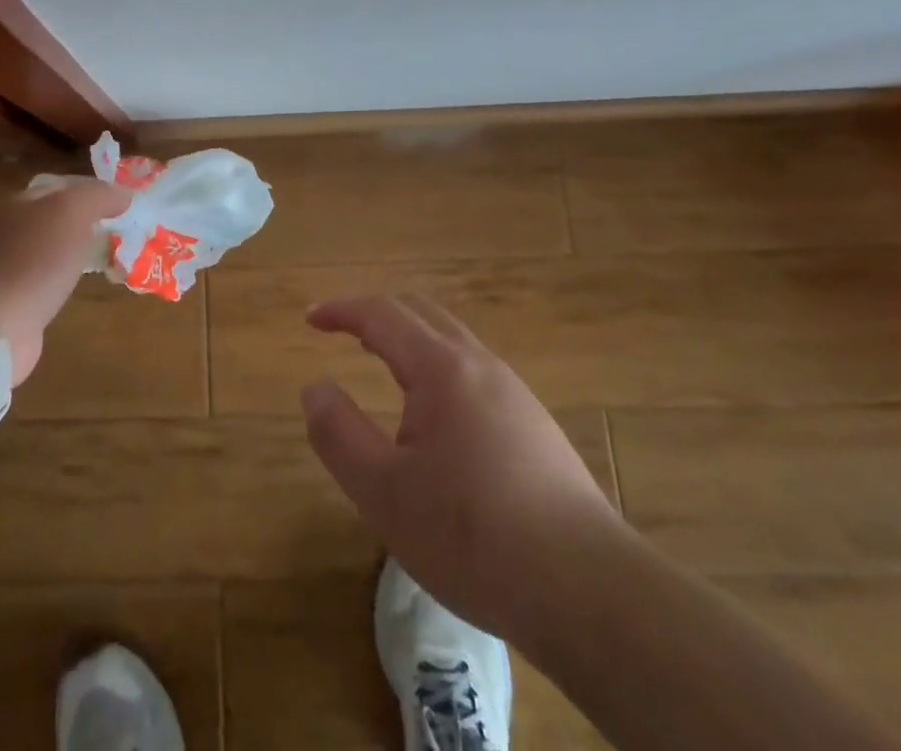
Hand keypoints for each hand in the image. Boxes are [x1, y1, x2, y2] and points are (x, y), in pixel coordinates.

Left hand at [0, 177, 128, 384]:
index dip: (94, 191)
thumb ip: (99, 196)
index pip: (64, 186)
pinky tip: (77, 288)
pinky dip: (63, 280)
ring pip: (50, 249)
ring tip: (106, 258)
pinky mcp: (10, 300)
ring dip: (75, 252)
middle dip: (86, 222)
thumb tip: (124, 194)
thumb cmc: (35, 260)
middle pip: (55, 217)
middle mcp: (10, 229)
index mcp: (21, 202)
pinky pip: (45, 280)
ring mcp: (7, 266)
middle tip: (120, 232)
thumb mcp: (72, 213)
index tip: (124, 205)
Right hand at [301, 294, 620, 639]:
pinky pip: (473, 368)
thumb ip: (338, 433)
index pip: (381, 314)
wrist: (590, 590)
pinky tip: (435, 413)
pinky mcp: (535, 422)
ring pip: (451, 339)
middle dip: (375, 313)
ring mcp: (514, 391)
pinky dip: (436, 363)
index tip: (311, 319)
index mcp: (440, 368)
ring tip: (381, 363)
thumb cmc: (473, 537)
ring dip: (409, 337)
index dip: (341, 310)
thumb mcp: (384, 493)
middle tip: (341, 331)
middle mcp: (479, 364)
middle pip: (420, 312)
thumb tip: (315, 387)